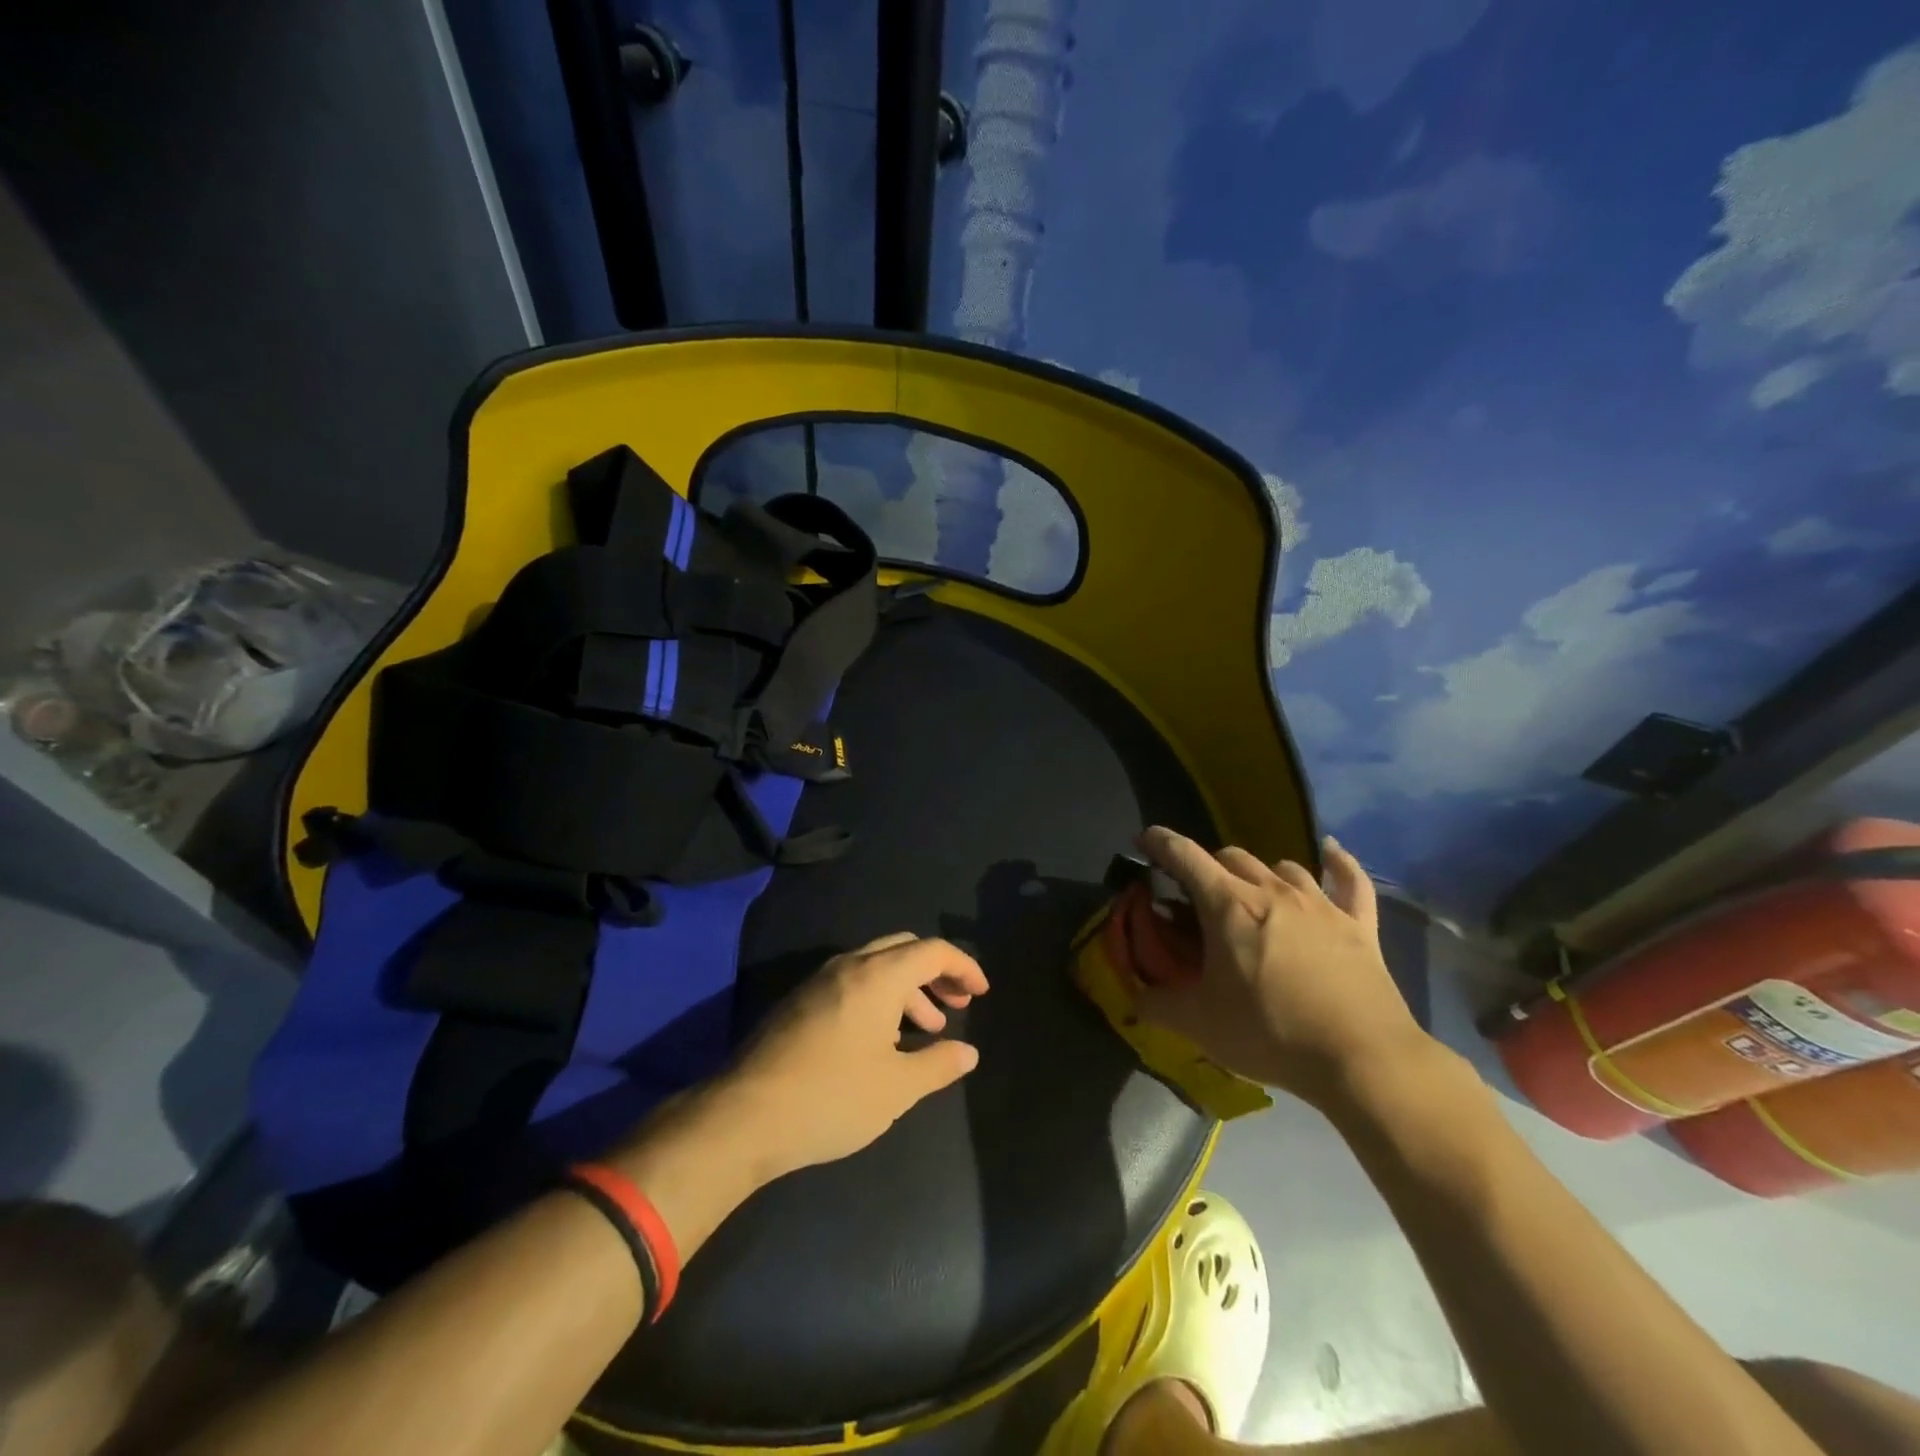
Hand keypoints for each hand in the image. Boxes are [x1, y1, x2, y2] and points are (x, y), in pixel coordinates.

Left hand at [723, 933, 988, 1176]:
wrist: (744, 1116)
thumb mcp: (896, 1088)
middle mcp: (849, 966)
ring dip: (908, 988)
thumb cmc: (831, 1097)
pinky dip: (879, 997)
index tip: (982, 992)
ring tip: (926, 1028)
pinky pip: (852, 982)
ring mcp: (819, 982)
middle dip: (936, 972)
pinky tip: (882, 1039)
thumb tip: (968, 1052)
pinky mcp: (800, 1002)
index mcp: (878, 976)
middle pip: (904, 949)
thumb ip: (938, 1065)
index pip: (933, 950)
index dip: (963, 967)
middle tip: (958, 1004)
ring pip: (876, 966)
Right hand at [1132, 827, 1431, 1106]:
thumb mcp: (1199, 1025)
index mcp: (1228, 905)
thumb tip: (1134, 998)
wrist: (1361, 1059)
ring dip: (1261, 873)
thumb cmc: (1270, 1033)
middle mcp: (1272, 891)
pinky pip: (1350, 880)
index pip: (1185, 856)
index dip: (1160, 841)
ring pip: (1282, 866)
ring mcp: (1320, 904)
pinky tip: (1332, 852)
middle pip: (1232, 856)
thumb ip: (1158, 1005)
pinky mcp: (1358, 925)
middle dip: (1209, 866)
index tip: (1144, 838)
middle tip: (1199, 894)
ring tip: (1254, 893)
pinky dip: (1339, 863)